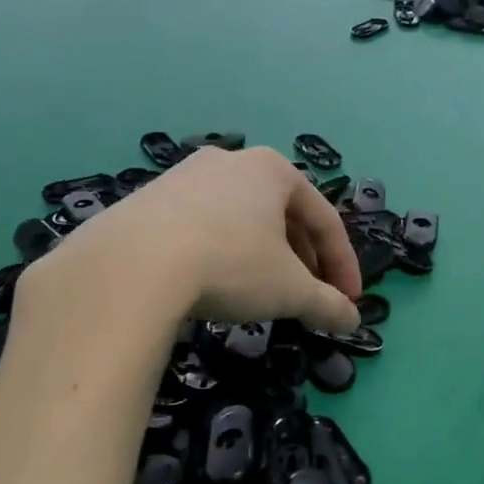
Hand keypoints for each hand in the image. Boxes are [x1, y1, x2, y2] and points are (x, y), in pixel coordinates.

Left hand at [26, 147, 360, 332]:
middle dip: (302, 258)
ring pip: (240, 218)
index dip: (342, 264)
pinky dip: (221, 252)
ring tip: (263, 291)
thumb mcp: (289, 290)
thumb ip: (327, 304)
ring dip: (262, 255)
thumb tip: (351, 322)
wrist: (132, 265)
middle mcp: (231, 161)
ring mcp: (184, 176)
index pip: (324, 219)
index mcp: (274, 170)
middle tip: (309, 295)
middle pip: (282, 214)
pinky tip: (213, 282)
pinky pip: (201, 225)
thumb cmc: (230, 264)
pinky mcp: (148, 199)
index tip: (347, 300)